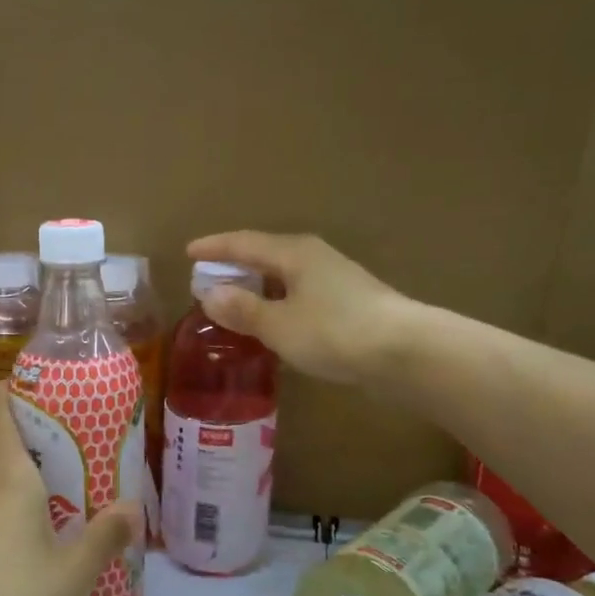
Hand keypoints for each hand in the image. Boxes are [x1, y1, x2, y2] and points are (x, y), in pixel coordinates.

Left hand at [0, 383, 139, 595]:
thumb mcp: (75, 573)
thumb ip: (105, 536)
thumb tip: (133, 506)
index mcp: (9, 482)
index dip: (5, 392)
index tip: (25, 384)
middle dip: (7, 429)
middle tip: (48, 437)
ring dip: (2, 472)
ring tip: (41, 488)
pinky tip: (16, 539)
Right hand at [186, 231, 416, 385]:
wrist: (405, 352)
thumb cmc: (334, 332)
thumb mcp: (278, 325)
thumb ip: (243, 310)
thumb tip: (210, 294)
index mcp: (293, 253)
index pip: (244, 243)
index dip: (214, 247)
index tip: (189, 252)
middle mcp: (314, 257)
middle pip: (266, 255)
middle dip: (236, 266)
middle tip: (209, 280)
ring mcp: (335, 279)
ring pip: (285, 276)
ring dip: (258, 287)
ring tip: (236, 302)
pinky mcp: (349, 303)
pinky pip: (300, 294)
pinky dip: (279, 302)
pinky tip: (275, 322)